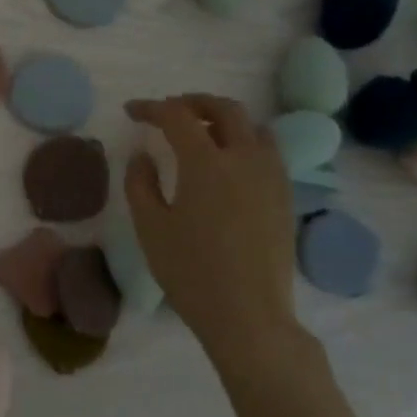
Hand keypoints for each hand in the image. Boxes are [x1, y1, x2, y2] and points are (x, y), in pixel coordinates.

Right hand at [124, 94, 296, 361]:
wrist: (248, 314)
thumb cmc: (189, 271)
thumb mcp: (150, 227)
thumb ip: (140, 183)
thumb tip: (144, 155)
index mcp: (205, 163)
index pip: (177, 116)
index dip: (151, 108)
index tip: (132, 112)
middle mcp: (244, 158)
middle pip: (224, 109)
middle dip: (192, 102)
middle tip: (168, 111)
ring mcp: (272, 176)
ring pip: (253, 126)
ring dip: (224, 118)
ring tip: (201, 131)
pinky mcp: (285, 195)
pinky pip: (268, 150)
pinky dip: (244, 140)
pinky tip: (228, 162)